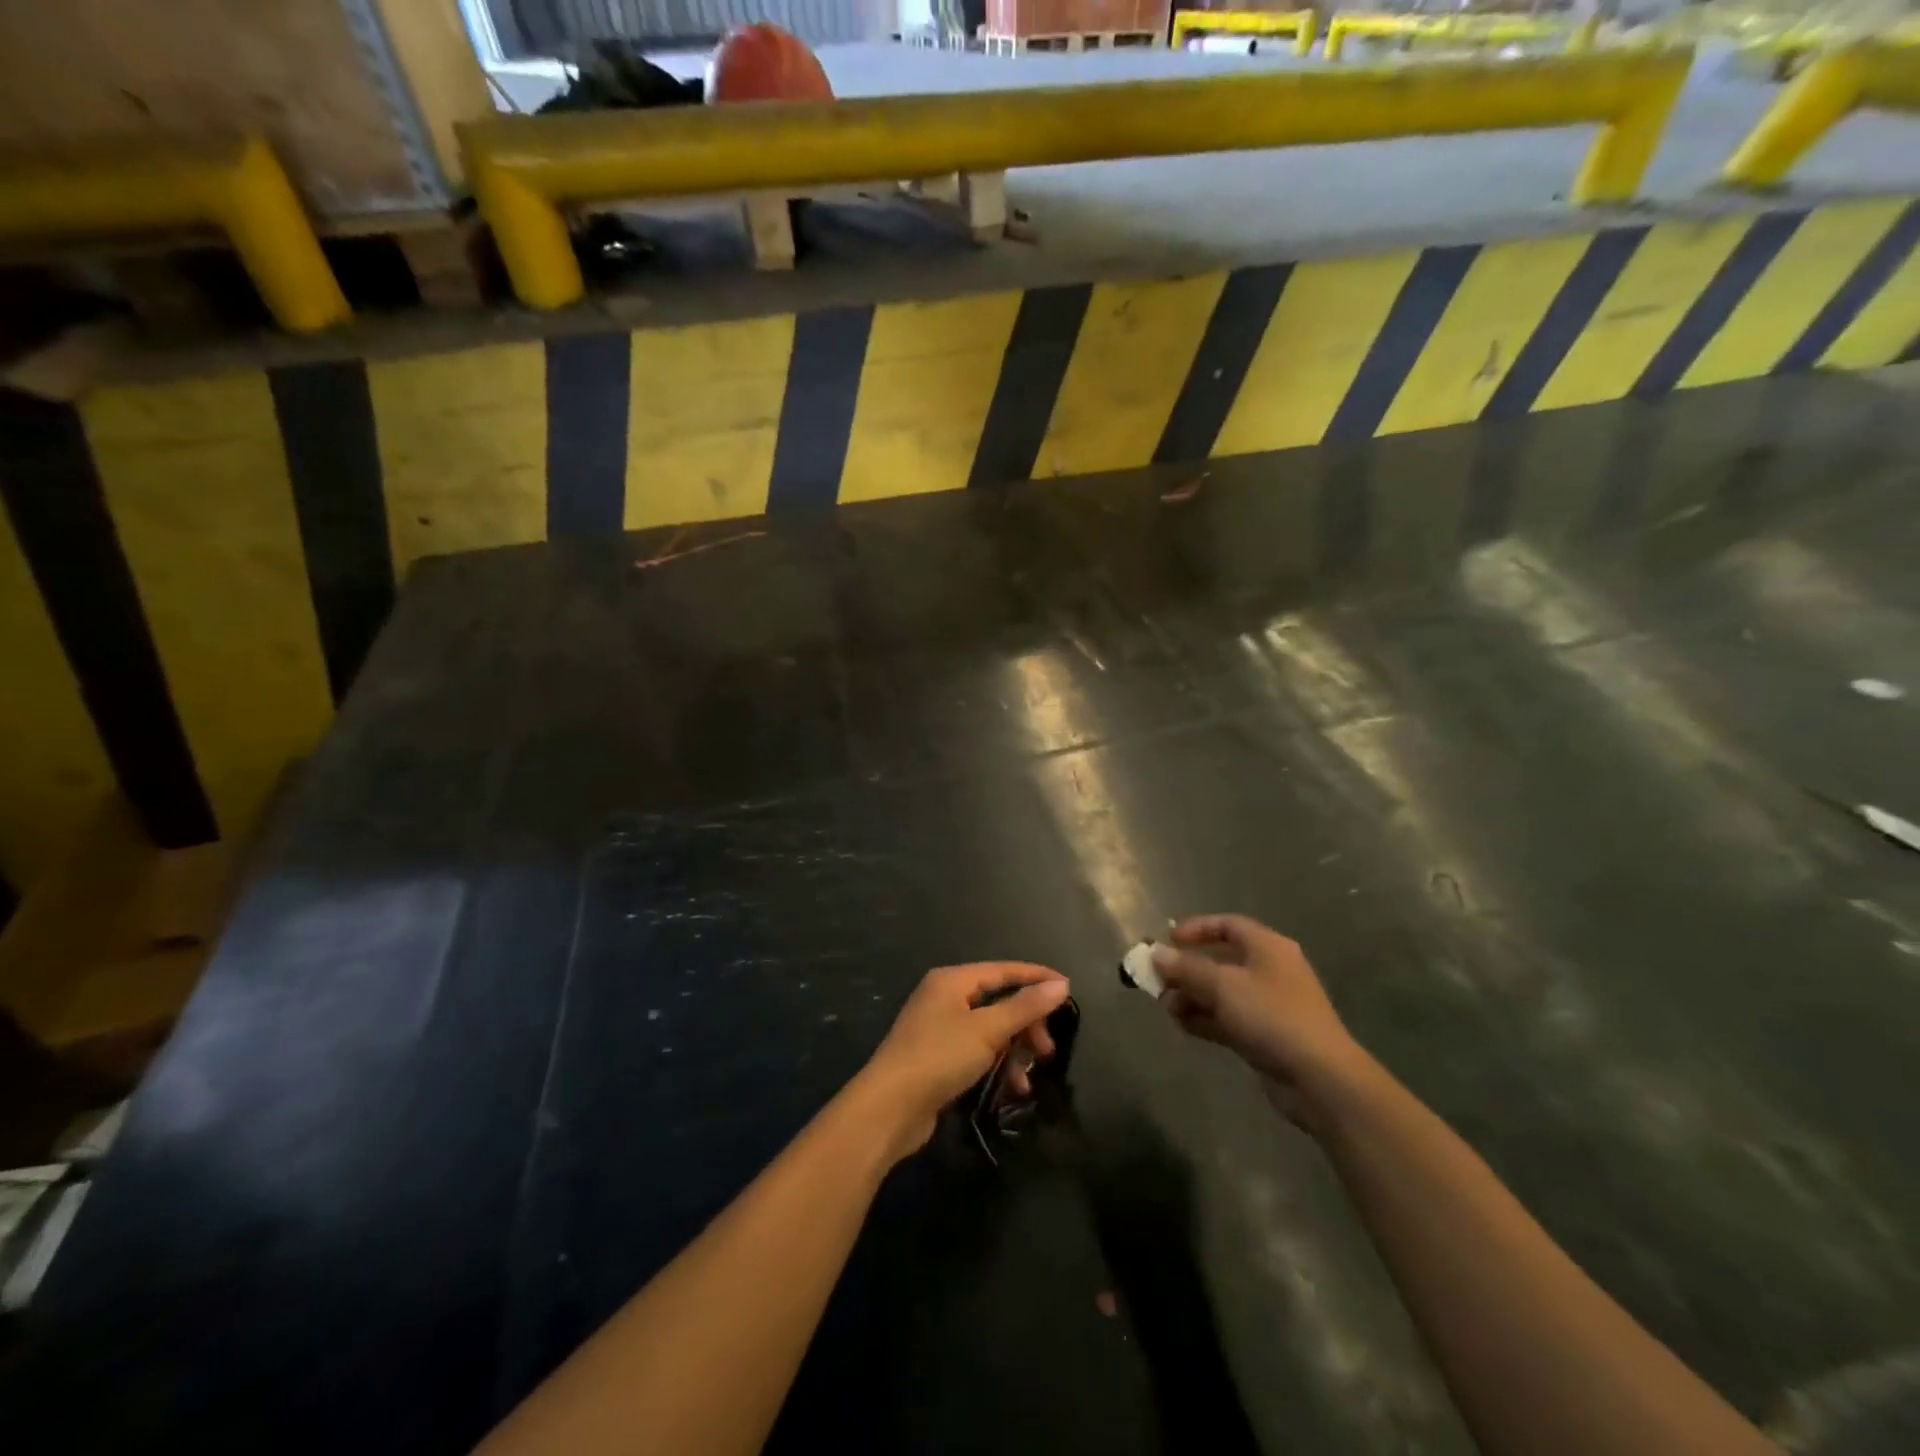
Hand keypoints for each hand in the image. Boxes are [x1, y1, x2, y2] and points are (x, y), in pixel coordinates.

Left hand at [855, 962, 1069, 1161]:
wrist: (888, 1108)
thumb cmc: (938, 1057)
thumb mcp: (987, 1030)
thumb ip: (1025, 1007)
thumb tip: (1060, 985)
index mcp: (951, 980)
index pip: (1002, 970)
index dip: (1035, 977)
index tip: (1068, 988)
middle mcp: (944, 998)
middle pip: (998, 1003)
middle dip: (1025, 1026)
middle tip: (1046, 1050)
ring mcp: (939, 1029)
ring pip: (990, 1032)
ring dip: (1013, 1053)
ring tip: (1025, 1080)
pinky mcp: (938, 1060)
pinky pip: (977, 1053)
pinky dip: (996, 1067)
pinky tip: (1010, 1090)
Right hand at [1152, 915, 1369, 1124]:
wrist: (1320, 1078)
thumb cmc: (1272, 1016)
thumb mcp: (1223, 986)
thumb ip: (1186, 968)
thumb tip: (1156, 953)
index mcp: (1267, 947)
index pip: (1228, 925)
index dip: (1196, 929)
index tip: (1168, 941)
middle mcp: (1269, 970)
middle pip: (1221, 960)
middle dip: (1188, 970)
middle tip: (1159, 981)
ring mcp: (1269, 1005)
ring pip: (1222, 992)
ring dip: (1193, 997)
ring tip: (1168, 1008)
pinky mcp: (1266, 1035)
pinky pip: (1228, 1018)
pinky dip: (1206, 1019)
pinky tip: (1183, 1026)